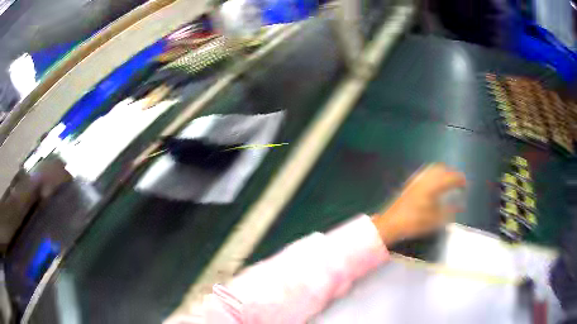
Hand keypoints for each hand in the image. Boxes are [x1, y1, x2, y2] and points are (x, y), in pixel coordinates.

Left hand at [371, 164, 465, 245]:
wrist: (390, 223)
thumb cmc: (414, 222)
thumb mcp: (435, 220)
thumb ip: (450, 211)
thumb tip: (461, 205)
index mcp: (433, 186)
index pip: (451, 177)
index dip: (460, 179)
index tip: (465, 185)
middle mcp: (425, 178)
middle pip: (442, 168)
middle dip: (452, 173)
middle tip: (458, 182)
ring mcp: (416, 179)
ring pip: (433, 169)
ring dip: (443, 172)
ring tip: (448, 182)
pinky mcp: (410, 183)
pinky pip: (426, 173)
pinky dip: (435, 174)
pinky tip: (435, 185)